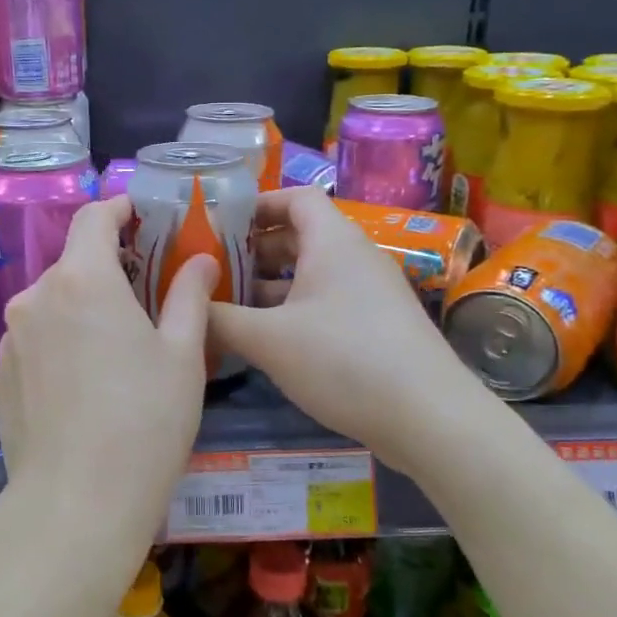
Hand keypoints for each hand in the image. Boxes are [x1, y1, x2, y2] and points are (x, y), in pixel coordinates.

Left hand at [0, 195, 216, 564]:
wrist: (75, 505)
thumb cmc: (144, 422)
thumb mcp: (183, 355)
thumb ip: (190, 296)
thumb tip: (200, 259)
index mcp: (81, 279)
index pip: (94, 217)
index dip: (120, 209)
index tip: (142, 215)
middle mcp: (35, 296)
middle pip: (74, 262)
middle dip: (108, 267)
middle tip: (146, 293)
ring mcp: (11, 337)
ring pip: (53, 302)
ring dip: (83, 307)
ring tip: (117, 344)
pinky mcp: (1, 375)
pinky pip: (36, 339)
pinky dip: (61, 341)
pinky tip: (85, 382)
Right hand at [210, 188, 482, 473]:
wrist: (430, 418)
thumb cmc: (343, 360)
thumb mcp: (269, 340)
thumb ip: (220, 320)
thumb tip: (186, 309)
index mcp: (333, 241)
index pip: (295, 197)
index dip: (257, 205)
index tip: (218, 224)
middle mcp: (354, 258)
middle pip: (299, 236)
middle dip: (254, 251)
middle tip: (212, 271)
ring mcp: (370, 293)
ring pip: (311, 275)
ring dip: (271, 287)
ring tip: (228, 307)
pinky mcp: (378, 327)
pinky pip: (327, 303)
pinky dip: (294, 311)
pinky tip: (266, 342)